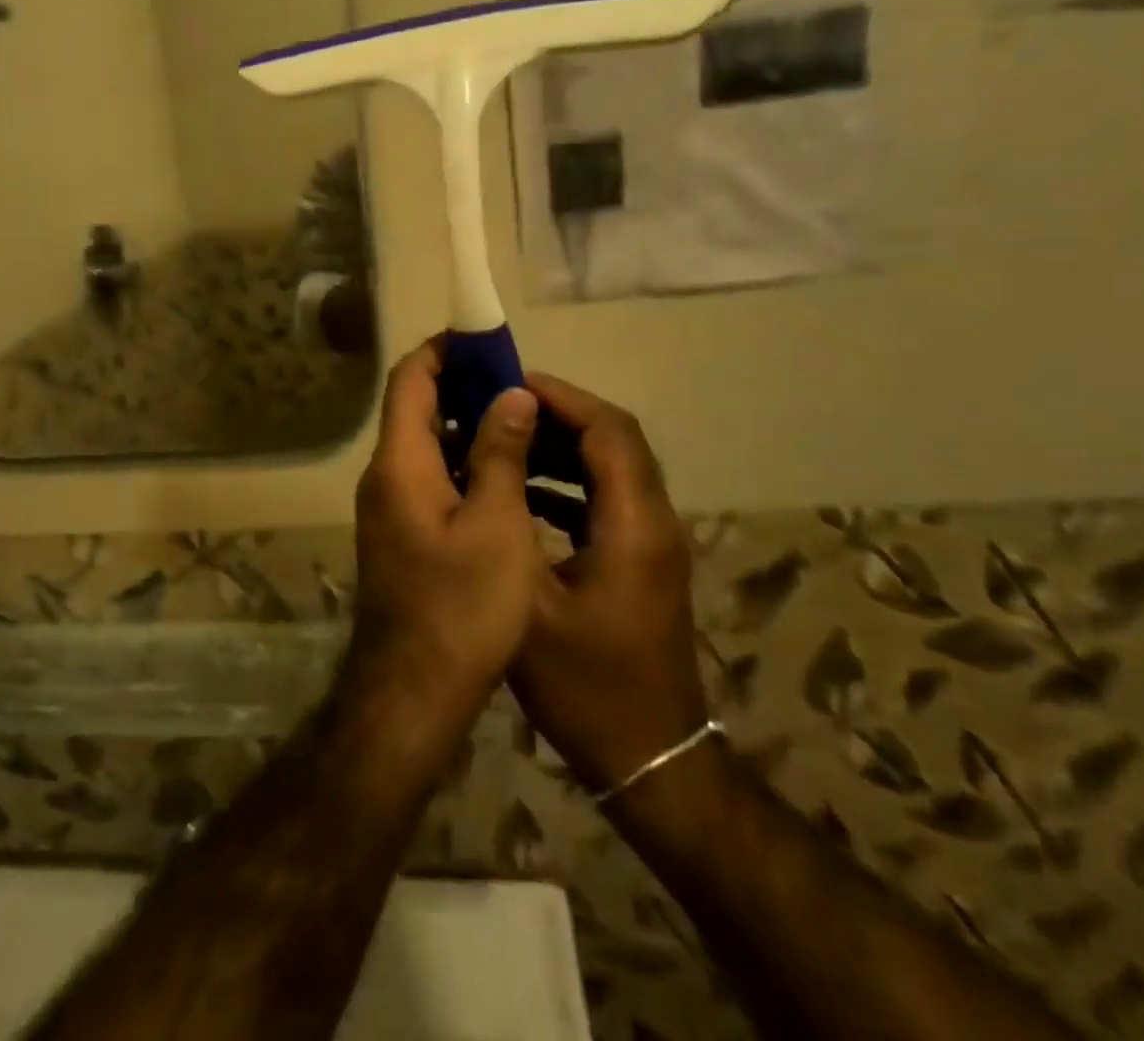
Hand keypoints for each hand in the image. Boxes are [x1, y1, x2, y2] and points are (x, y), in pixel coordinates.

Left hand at [346, 339, 547, 733]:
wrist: (414, 691)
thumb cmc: (462, 607)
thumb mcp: (496, 525)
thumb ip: (500, 453)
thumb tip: (509, 394)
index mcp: (399, 463)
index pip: (410, 379)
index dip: (443, 351)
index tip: (485, 341)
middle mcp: (383, 476)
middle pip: (415, 408)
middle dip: (462, 387)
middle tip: (517, 385)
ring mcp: (388, 506)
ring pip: (425, 445)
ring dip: (466, 427)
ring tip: (520, 424)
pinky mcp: (400, 532)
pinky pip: (428, 477)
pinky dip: (461, 463)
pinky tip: (504, 475)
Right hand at [512, 373, 707, 793]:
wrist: (648, 759)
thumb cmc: (585, 684)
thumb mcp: (531, 604)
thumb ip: (510, 523)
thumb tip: (489, 459)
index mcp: (633, 525)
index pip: (609, 432)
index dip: (563, 399)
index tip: (510, 384)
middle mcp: (654, 522)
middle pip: (616, 442)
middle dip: (560, 415)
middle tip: (499, 407)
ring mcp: (652, 544)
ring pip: (613, 469)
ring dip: (563, 447)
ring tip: (506, 439)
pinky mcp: (643, 562)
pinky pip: (608, 500)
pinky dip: (569, 482)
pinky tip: (524, 492)